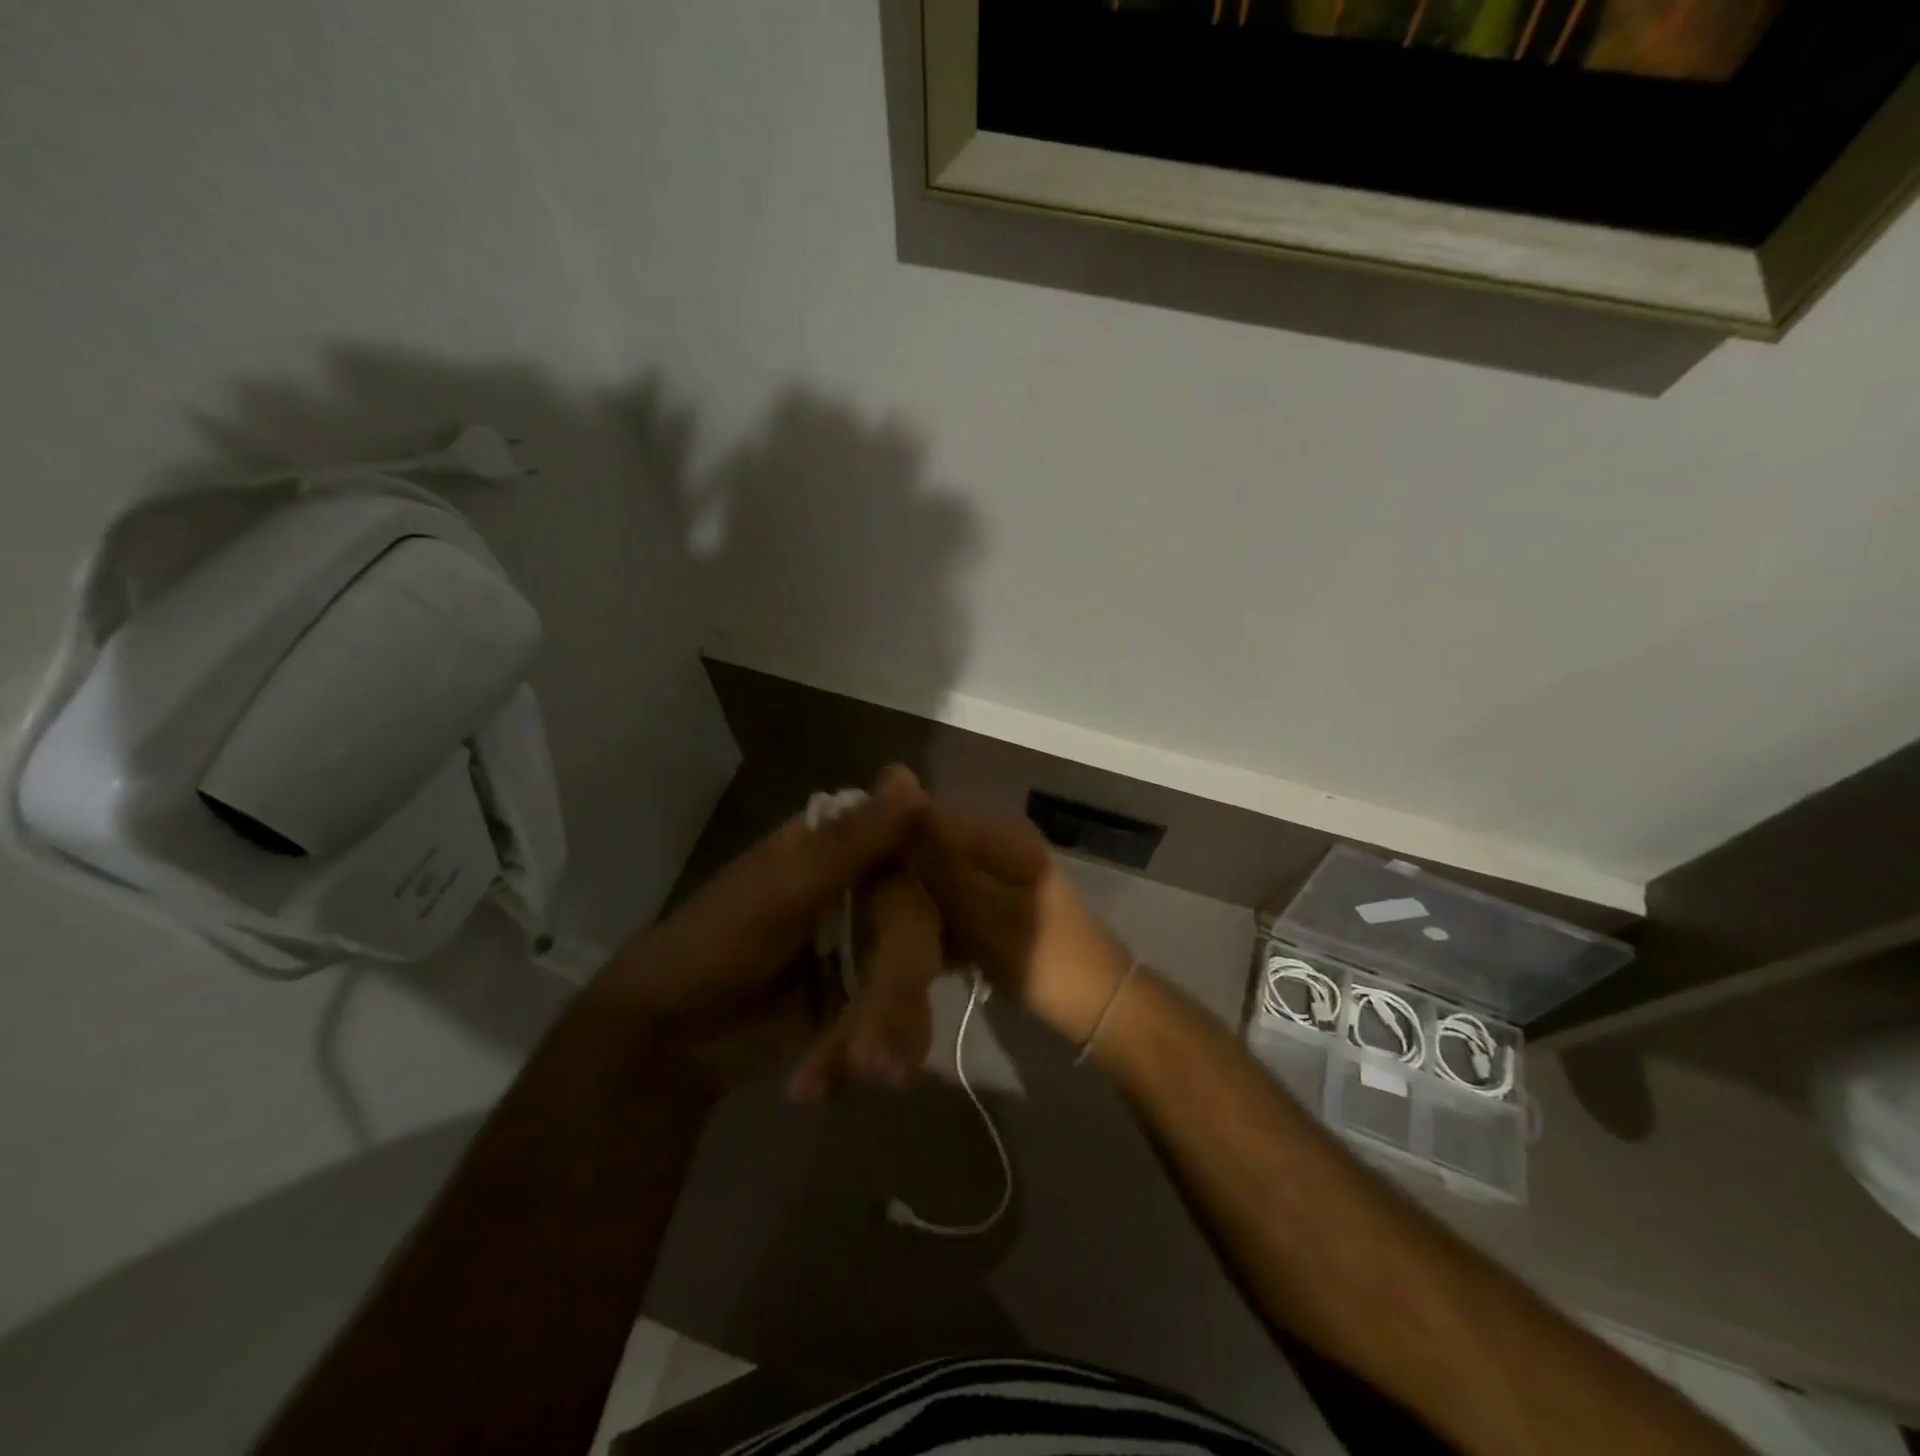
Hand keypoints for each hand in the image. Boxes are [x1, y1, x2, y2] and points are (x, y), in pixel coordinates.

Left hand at [601, 765, 928, 1079]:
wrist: (670, 1038)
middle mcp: (866, 883)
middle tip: (873, 1055)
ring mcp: (869, 940)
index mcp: (843, 843)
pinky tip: (826, 1080)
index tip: (955, 935)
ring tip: (857, 1076)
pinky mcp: (866, 993)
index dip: (945, 886)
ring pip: (914, 974)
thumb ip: (852, 843)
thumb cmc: (715, 942)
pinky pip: (898, 1014)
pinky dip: (870, 1049)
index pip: (920, 846)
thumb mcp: (784, 889)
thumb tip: (912, 778)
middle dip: (896, 990)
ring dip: (886, 1030)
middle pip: (919, 922)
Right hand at [909, 811, 1134, 1045]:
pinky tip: (934, 955)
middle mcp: (998, 842)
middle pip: (931, 851)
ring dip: (922, 910)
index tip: (867, 891)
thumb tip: (897, 796)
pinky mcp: (1001, 903)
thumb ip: (937, 859)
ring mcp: (1001, 873)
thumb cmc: (1039, 955)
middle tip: (886, 927)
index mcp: (998, 832)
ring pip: (941, 881)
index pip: (925, 820)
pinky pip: (958, 902)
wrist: (1098, 1005)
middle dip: (906, 885)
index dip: (892, 850)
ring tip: (905, 945)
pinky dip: (944, 925)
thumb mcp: (980, 908)